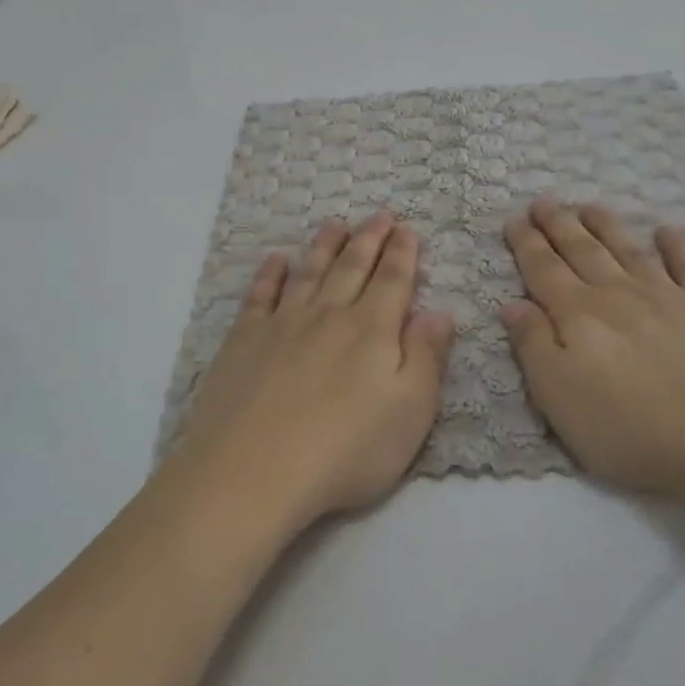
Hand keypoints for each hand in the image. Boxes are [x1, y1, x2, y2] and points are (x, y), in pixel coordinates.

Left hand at [174, 212, 455, 530]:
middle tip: (379, 214)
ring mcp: (282, 325)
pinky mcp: (244, 341)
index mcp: (371, 331)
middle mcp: (328, 316)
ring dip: (325, 246)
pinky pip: (260, 295)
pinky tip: (275, 260)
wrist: (253, 471)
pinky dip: (270, 274)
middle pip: (352, 267)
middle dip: (369, 239)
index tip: (407, 229)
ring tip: (335, 224)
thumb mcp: (410, 412)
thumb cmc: (346, 450)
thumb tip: (441, 312)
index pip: (392, 281)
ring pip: (309, 272)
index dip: (402, 253)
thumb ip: (427, 357)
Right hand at [499, 197, 684, 496]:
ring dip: (607, 226)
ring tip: (589, 205)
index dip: (526, 245)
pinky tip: (668, 231)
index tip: (513, 220)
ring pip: (628, 250)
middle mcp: (617, 295)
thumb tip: (512, 304)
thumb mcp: (558, 396)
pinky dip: (678, 246)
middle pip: (582, 251)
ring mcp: (668, 296)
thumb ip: (533, 346)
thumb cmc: (630, 428)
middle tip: (544, 201)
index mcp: (577, 316)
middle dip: (560, 225)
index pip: (544, 271)